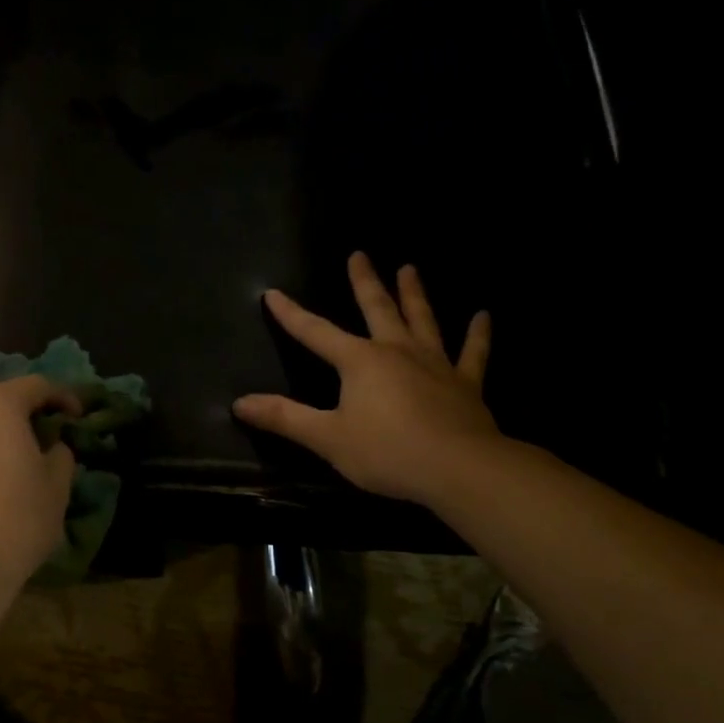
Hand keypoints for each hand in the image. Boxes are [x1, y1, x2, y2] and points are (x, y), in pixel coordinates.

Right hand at [233, 252, 501, 505]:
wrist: (459, 468)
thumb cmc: (387, 452)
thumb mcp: (327, 438)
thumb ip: (285, 418)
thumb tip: (239, 402)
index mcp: (360, 361)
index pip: (315, 332)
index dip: (291, 314)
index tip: (272, 293)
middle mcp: (397, 351)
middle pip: (377, 308)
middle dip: (364, 282)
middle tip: (359, 254)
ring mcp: (435, 364)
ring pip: (422, 320)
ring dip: (414, 294)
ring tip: (410, 268)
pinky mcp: (465, 383)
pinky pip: (473, 353)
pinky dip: (478, 335)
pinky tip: (484, 316)